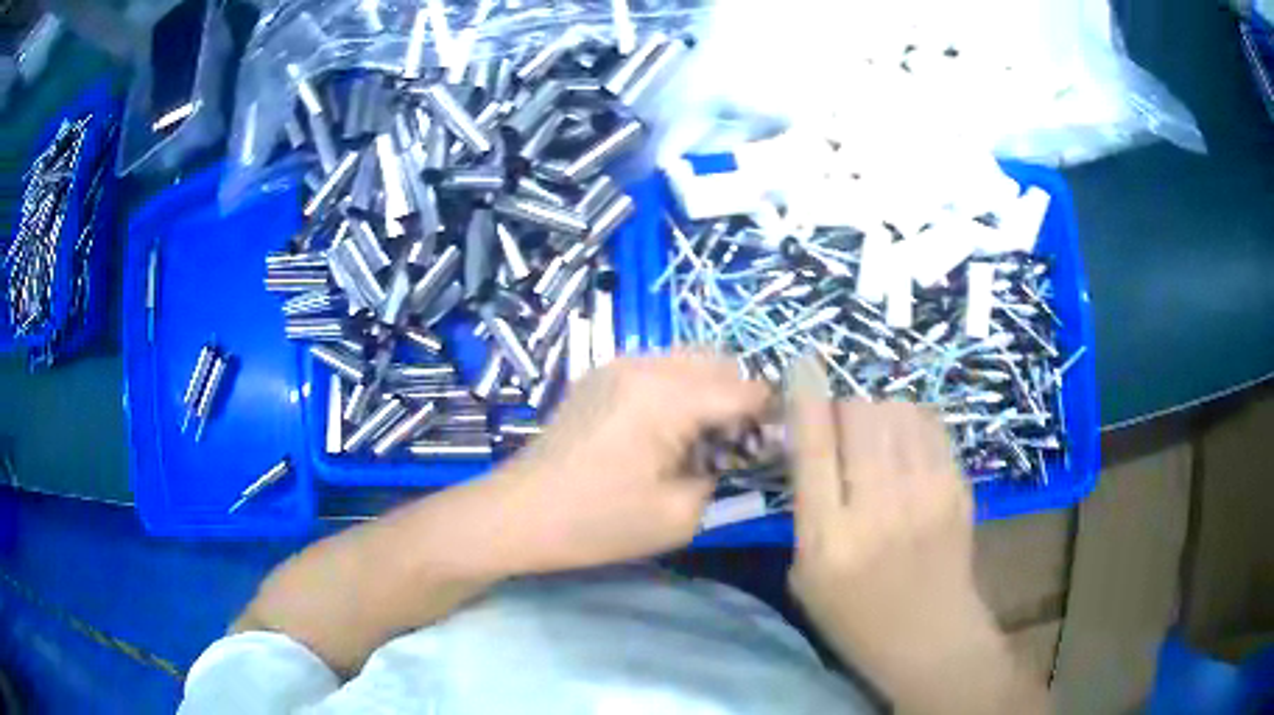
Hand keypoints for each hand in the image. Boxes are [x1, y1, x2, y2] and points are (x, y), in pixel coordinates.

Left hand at [495, 351, 768, 571]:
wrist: (518, 514)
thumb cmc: (596, 522)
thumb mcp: (678, 516)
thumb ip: (722, 478)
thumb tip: (734, 455)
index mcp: (667, 397)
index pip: (745, 389)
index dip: (772, 415)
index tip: (780, 444)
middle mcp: (645, 365)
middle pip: (720, 362)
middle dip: (741, 398)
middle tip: (739, 445)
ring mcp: (618, 364)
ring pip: (689, 359)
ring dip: (710, 390)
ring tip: (703, 439)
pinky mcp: (600, 375)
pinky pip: (658, 367)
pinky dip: (679, 389)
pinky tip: (667, 430)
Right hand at [786, 357, 1034, 712]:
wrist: (931, 637)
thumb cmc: (855, 617)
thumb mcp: (806, 575)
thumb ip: (806, 509)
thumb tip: (813, 443)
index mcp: (829, 538)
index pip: (814, 447)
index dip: (806, 395)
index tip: (803, 363)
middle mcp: (878, 508)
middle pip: (860, 414)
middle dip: (844, 404)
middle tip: (841, 422)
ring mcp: (926, 493)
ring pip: (897, 411)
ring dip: (878, 410)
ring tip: (875, 432)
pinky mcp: (957, 486)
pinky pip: (930, 425)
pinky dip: (911, 421)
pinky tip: (905, 440)